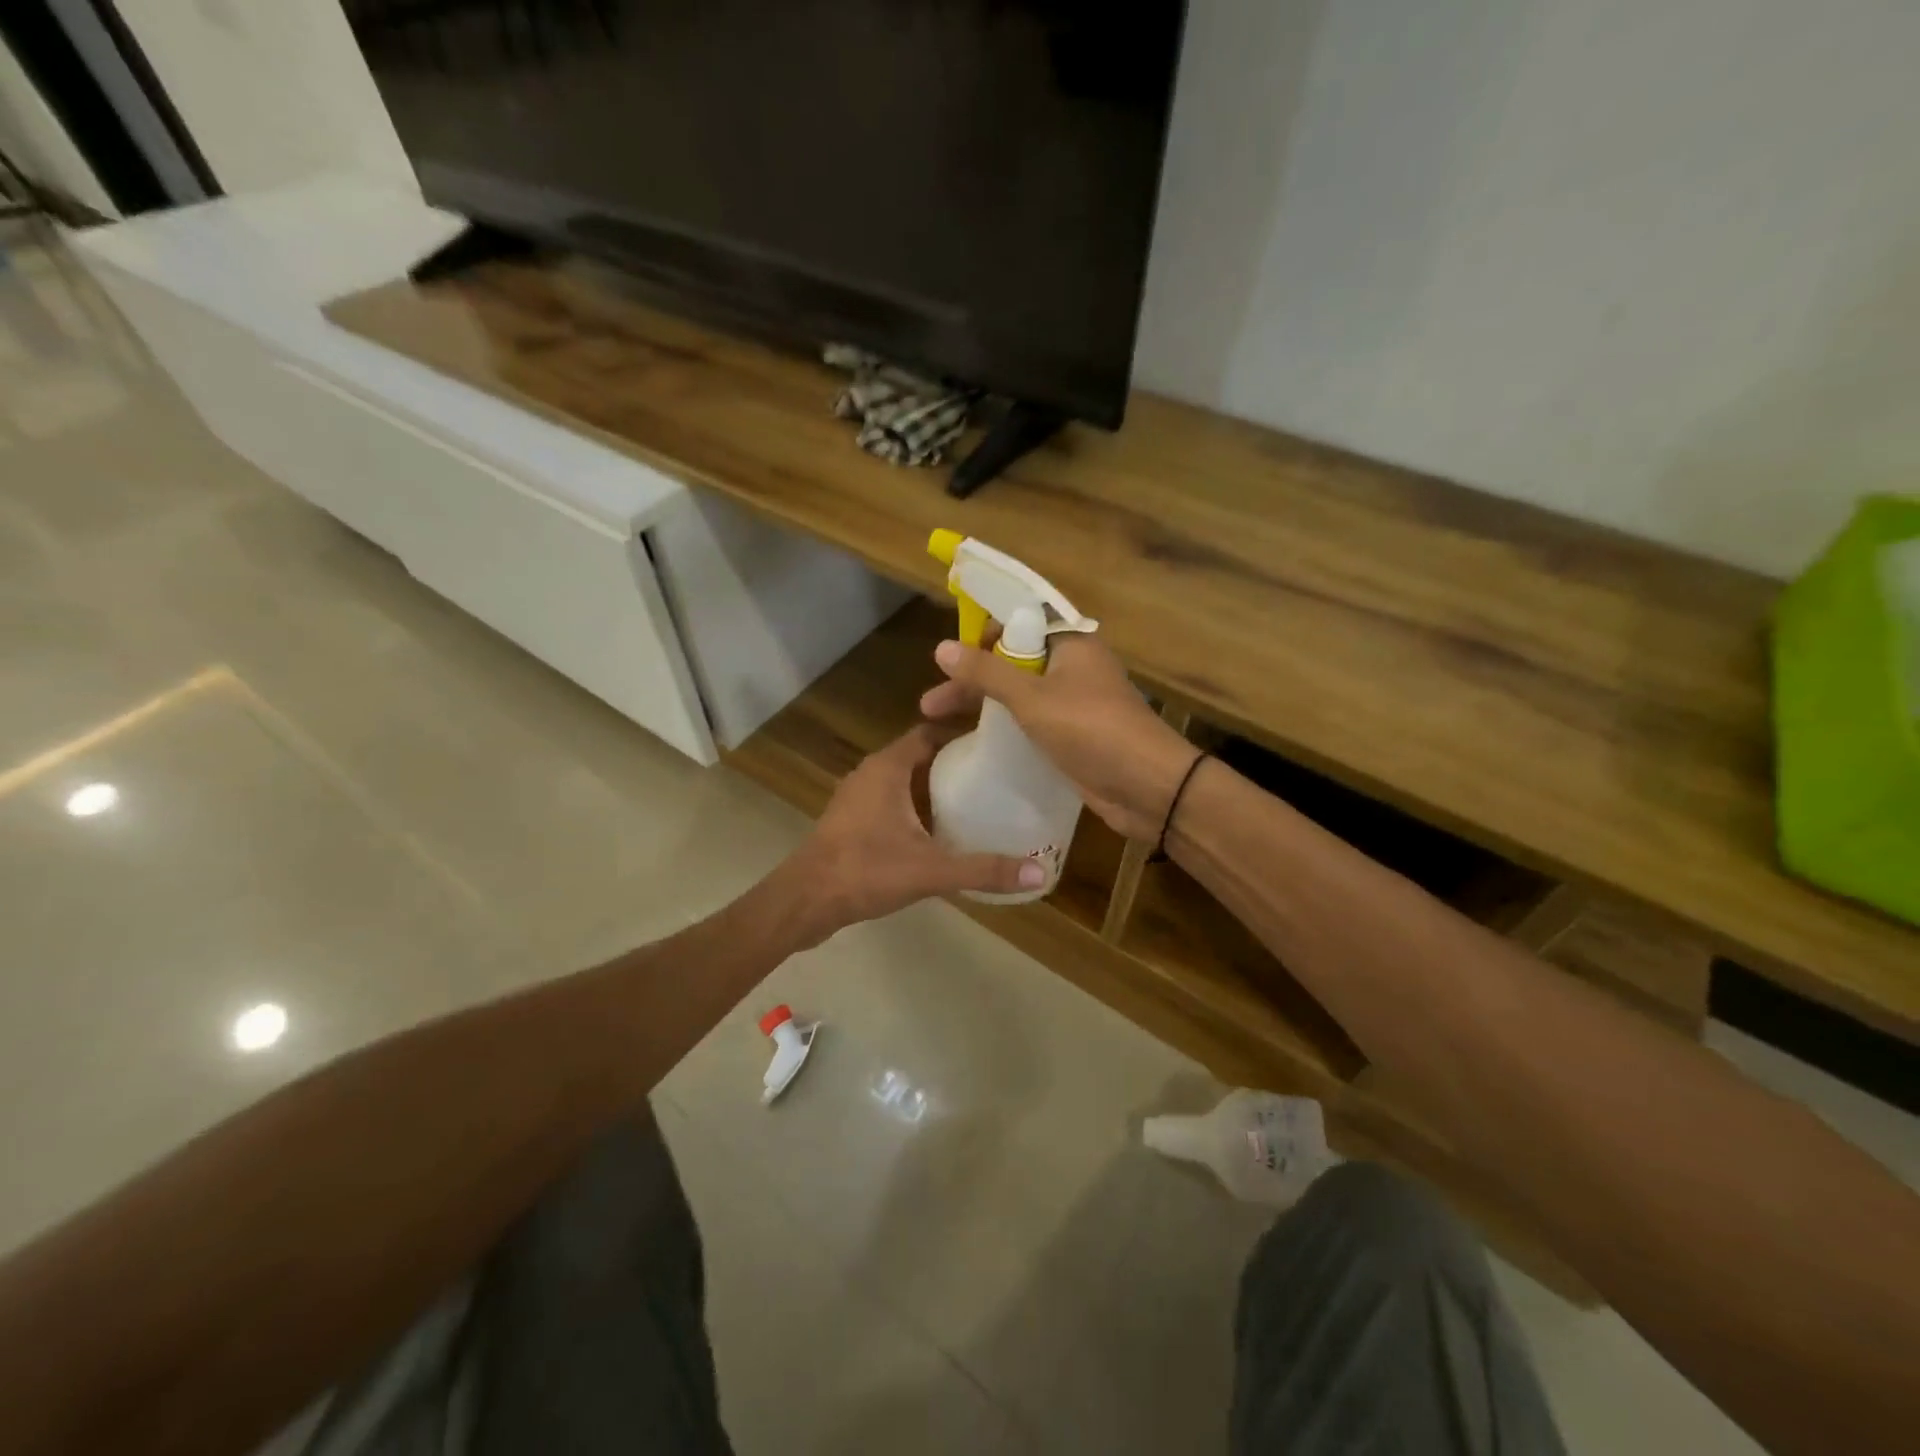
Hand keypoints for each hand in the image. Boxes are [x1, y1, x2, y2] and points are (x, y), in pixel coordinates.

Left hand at [781, 724, 1044, 943]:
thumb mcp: (931, 869)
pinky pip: (890, 803)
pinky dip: (914, 809)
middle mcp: (870, 773)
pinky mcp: (850, 821)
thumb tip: (1039, 871)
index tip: (995, 746)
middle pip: (919, 756)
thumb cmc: (865, 870)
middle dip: (953, 764)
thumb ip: (984, 869)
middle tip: (994, 777)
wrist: (804, 901)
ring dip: (933, 789)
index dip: (961, 734)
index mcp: (888, 767)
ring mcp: (856, 798)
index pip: (929, 733)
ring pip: (903, 782)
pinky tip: (938, 833)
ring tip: (975, 803)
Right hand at [920, 634, 1199, 842]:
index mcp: (1071, 643)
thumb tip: (941, 647)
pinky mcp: (1075, 735)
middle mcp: (1073, 667)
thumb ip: (986, 673)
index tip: (950, 656)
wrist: (1148, 787)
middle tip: (931, 703)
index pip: (1020, 621)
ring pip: (1020, 693)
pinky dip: (1005, 726)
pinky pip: (1032, 721)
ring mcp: (1075, 703)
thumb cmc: (1091, 730)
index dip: (984, 634)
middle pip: (1013, 661)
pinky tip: (976, 742)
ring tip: (938, 723)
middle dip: (972, 678)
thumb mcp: (1032, 698)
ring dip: (984, 704)